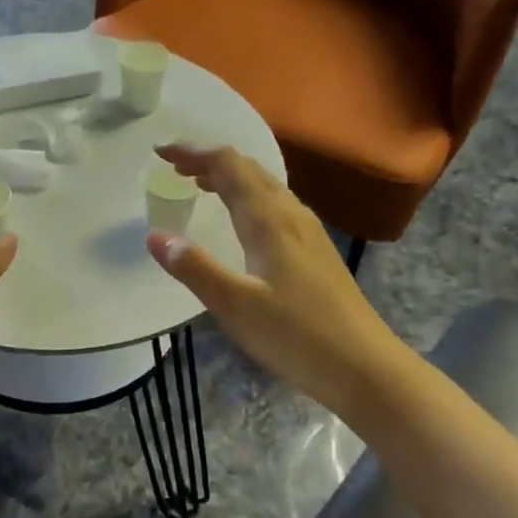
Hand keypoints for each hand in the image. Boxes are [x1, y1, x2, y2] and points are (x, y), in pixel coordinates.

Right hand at [145, 144, 399, 426]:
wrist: (363, 366)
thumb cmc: (296, 336)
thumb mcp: (235, 306)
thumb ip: (194, 268)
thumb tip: (154, 236)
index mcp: (269, 221)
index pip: (228, 166)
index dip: (193, 152)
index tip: (160, 152)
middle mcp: (292, 215)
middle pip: (250, 170)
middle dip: (209, 161)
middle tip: (174, 167)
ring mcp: (309, 233)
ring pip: (266, 187)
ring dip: (231, 178)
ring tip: (201, 186)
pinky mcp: (317, 252)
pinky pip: (277, 207)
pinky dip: (249, 199)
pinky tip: (244, 223)